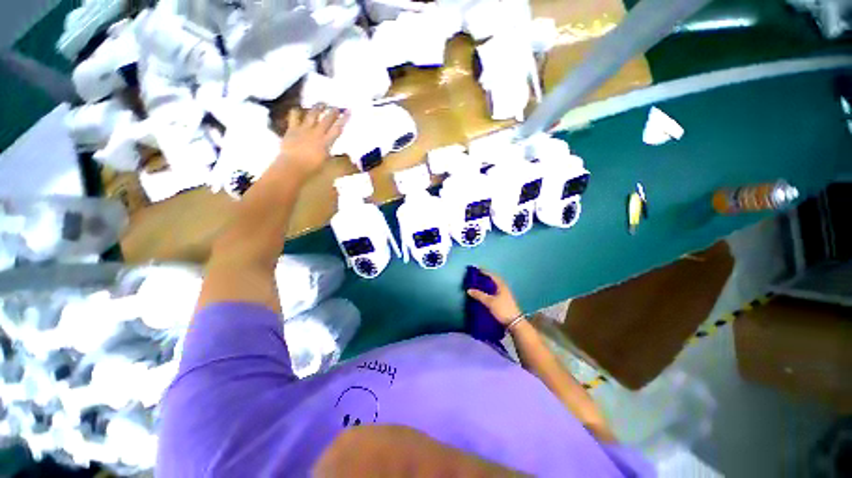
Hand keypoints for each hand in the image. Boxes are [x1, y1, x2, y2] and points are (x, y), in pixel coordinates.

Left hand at [279, 104, 348, 178]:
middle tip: (336, 107)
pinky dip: (297, 111)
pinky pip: (294, 115)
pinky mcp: (292, 128)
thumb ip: (331, 153)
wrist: (293, 166)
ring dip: (318, 107)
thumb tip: (338, 152)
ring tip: (322, 103)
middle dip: (333, 112)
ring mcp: (304, 129)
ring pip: (312, 114)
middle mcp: (317, 132)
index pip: (337, 128)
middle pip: (326, 119)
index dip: (344, 119)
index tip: (348, 111)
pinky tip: (299, 109)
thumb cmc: (312, 168)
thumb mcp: (326, 162)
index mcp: (326, 142)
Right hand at [466, 270, 522, 325]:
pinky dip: (488, 291)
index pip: (491, 275)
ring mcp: (504, 294)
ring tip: (477, 285)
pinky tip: (483, 294)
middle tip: (475, 277)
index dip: (484, 271)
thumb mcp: (490, 302)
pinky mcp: (503, 300)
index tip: (476, 269)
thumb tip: (469, 290)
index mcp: (501, 285)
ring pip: (493, 286)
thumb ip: (479, 295)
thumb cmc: (503, 309)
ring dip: (486, 285)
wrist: (514, 323)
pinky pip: (493, 292)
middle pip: (492, 280)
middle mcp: (503, 288)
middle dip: (484, 278)